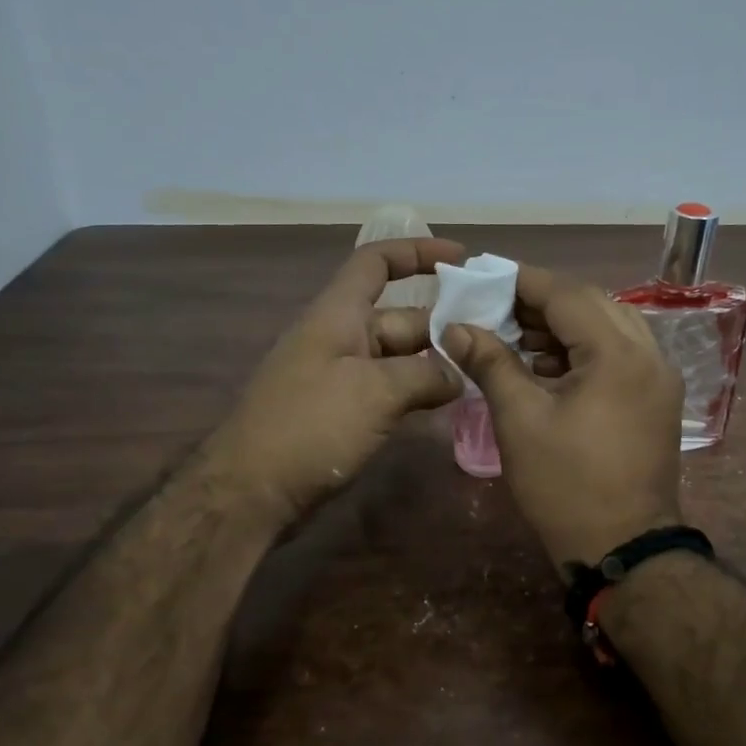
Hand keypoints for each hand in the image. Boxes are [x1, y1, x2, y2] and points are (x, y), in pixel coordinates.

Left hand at [206, 238, 465, 529]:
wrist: (250, 492)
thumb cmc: (311, 426)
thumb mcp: (376, 392)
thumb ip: (425, 375)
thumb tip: (457, 376)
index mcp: (338, 314)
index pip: (376, 262)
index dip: (416, 253)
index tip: (461, 258)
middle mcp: (339, 337)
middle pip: (399, 316)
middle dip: (443, 323)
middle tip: (494, 340)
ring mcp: (339, 377)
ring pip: (398, 356)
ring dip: (435, 362)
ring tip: (482, 372)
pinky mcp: (341, 411)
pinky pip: (388, 388)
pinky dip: (416, 390)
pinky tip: (447, 404)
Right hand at [443, 265, 684, 565]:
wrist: (623, 549)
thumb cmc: (566, 485)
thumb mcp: (520, 420)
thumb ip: (491, 363)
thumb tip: (456, 327)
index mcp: (619, 354)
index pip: (567, 295)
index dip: (523, 282)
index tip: (485, 276)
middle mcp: (649, 354)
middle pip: (592, 305)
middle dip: (542, 302)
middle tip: (497, 308)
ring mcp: (659, 378)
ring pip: (608, 328)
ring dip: (563, 326)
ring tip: (516, 336)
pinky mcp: (657, 399)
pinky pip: (619, 354)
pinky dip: (583, 350)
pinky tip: (546, 365)